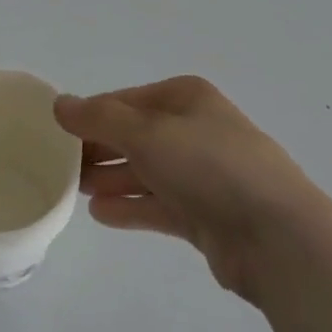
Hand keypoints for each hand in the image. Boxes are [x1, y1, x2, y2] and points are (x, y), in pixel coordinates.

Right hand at [55, 77, 325, 303]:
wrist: (275, 235)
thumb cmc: (209, 165)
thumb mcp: (148, 132)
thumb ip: (100, 119)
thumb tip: (59, 103)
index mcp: (185, 97)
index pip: (126, 101)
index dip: (91, 115)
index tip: (56, 135)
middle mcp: (194, 129)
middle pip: (136, 135)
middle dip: (100, 148)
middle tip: (60, 168)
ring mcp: (202, 173)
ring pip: (146, 170)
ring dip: (112, 178)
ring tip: (76, 191)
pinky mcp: (206, 215)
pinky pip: (159, 204)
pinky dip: (131, 206)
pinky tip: (101, 214)